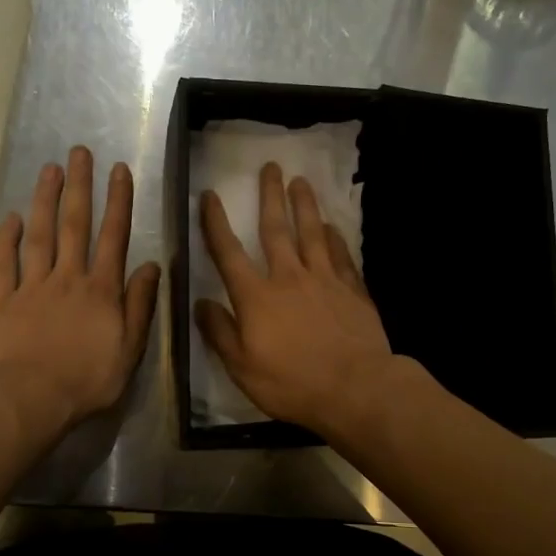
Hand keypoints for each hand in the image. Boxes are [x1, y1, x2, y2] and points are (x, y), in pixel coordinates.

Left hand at [0, 146, 160, 432]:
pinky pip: (4, 262)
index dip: (118, 202)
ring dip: (45, 200)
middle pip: (74, 224)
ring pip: (39, 235)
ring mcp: (32, 286)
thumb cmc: (87, 379)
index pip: (113, 237)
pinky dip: (7, 238)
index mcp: (101, 290)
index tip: (119, 170)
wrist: (29, 398)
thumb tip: (151, 266)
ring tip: (49, 170)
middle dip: (79, 186)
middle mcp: (68, 278)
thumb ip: (139, 305)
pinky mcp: (2, 300)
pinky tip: (12, 217)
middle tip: (79, 152)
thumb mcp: (129, 349)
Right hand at [196, 162, 396, 436]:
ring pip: (312, 233)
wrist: (355, 388)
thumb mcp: (242, 367)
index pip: (229, 253)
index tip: (210, 196)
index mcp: (256, 297)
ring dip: (304, 206)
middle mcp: (289, 278)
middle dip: (270, 196)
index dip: (215, 223)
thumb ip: (220, 333)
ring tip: (301, 181)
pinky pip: (341, 256)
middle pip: (276, 229)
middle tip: (270, 167)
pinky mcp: (352, 290)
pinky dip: (335, 239)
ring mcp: (325, 280)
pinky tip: (332, 227)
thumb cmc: (292, 383)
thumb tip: (200, 303)